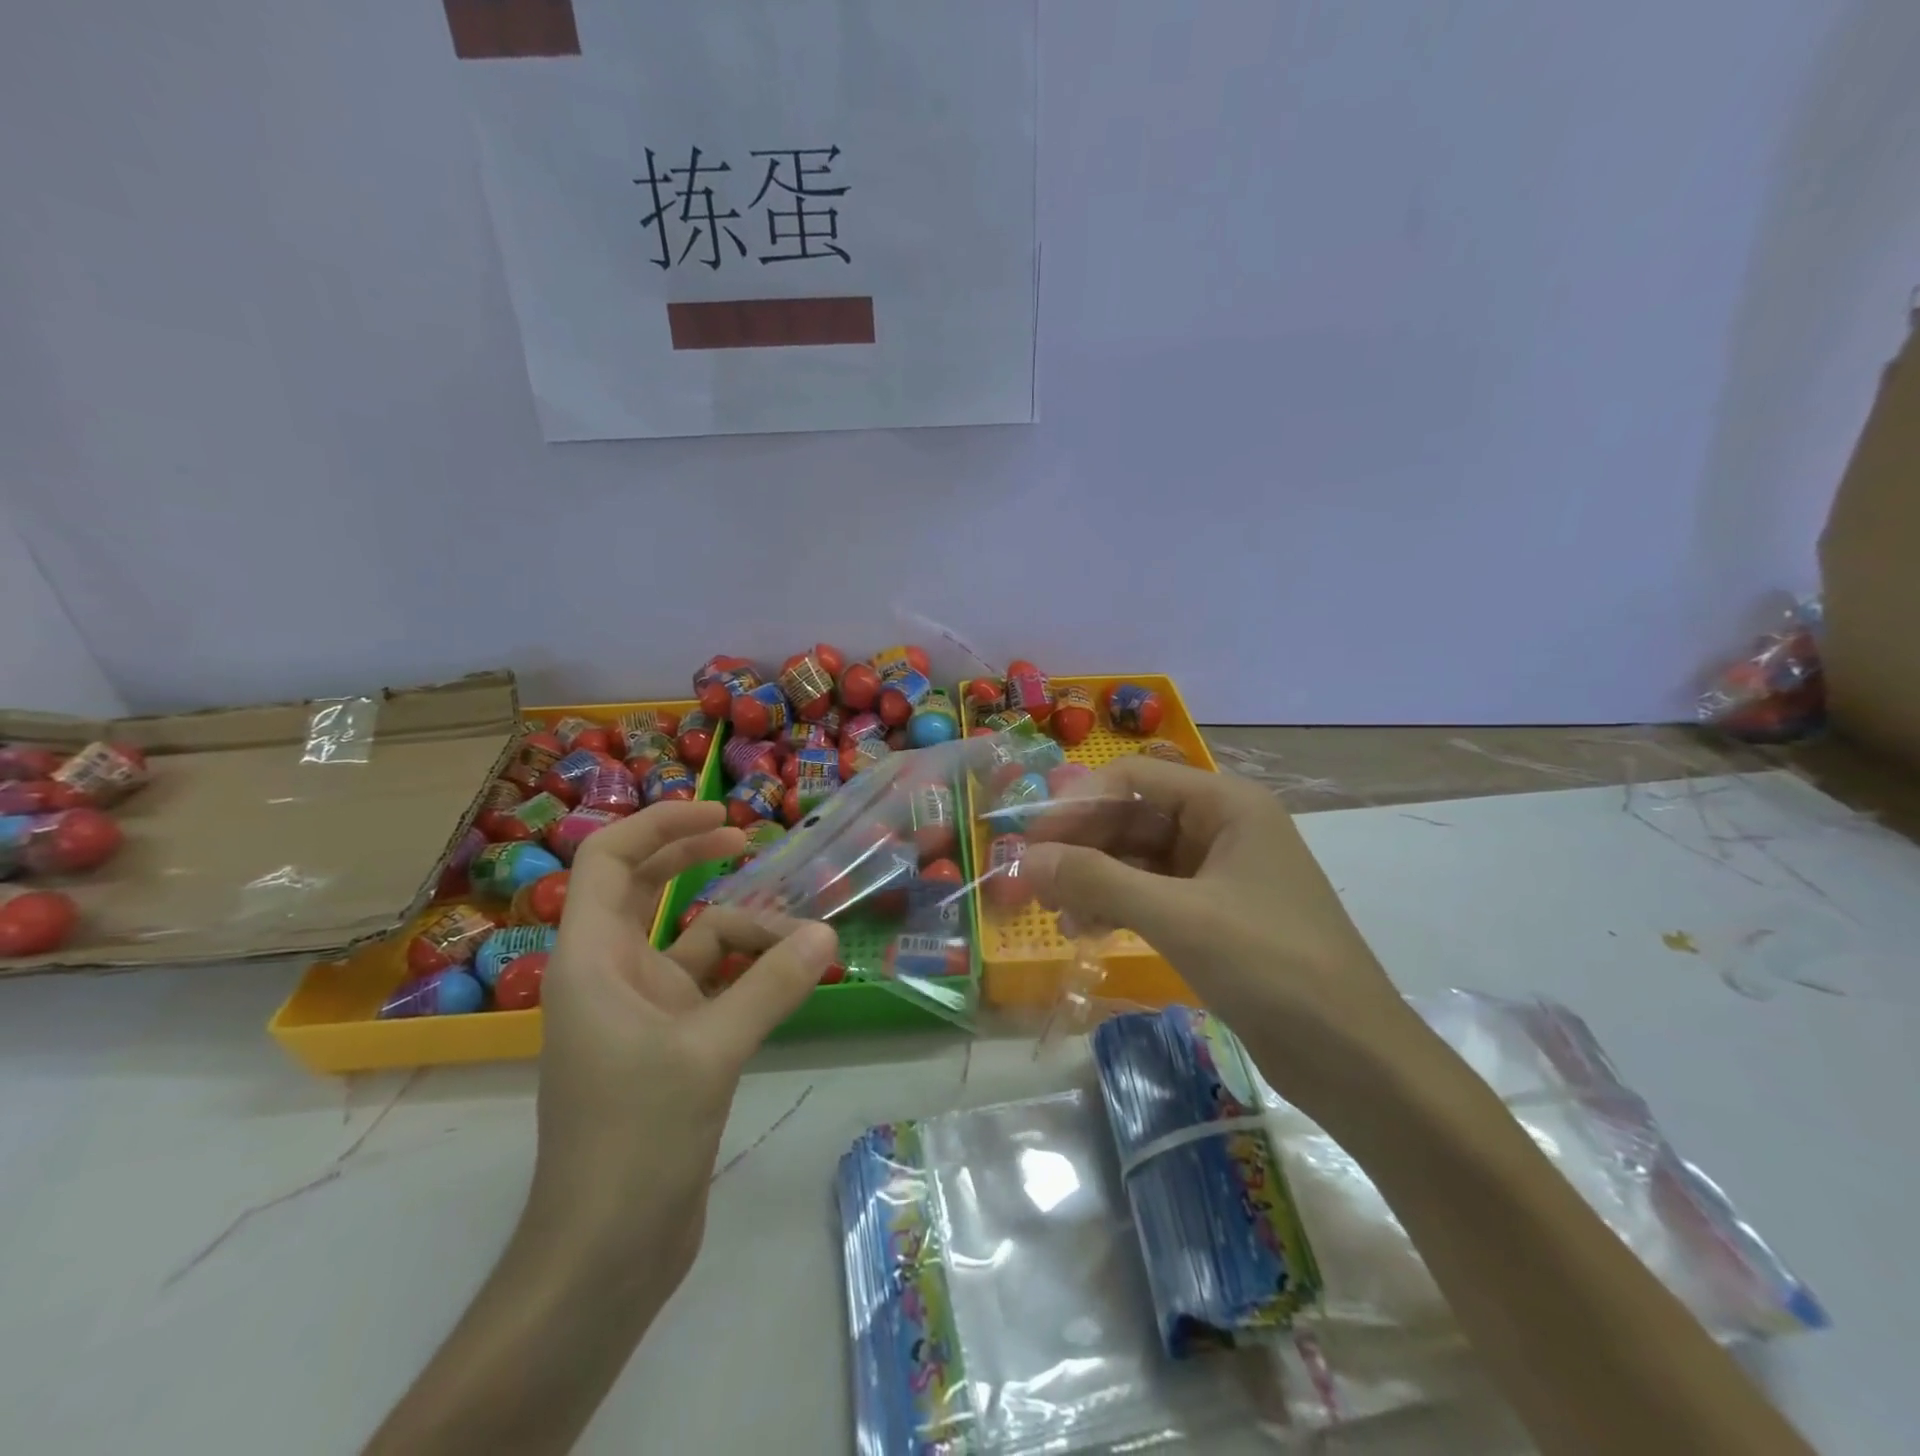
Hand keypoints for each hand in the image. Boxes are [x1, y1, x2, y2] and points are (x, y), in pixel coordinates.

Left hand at [531, 800, 838, 1297]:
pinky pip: (712, 983)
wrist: (606, 1251)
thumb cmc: (635, 1139)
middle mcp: (609, 973)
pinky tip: (791, 973)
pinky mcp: (669, 1041)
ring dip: (740, 928)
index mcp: (591, 960)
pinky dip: (748, 971)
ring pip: (690, 939)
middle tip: (750, 840)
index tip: (718, 814)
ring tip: (799, 934)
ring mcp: (639, 1009)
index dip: (658, 825)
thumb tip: (825, 932)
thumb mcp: (710, 1050)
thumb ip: (771, 985)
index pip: (607, 861)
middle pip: (643, 887)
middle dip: (694, 856)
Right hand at [1023, 758, 1409, 1111]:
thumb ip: (1097, 880)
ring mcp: (1221, 874)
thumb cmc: (1271, 966)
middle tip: (1031, 878)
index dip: (1079, 801)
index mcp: (1227, 804)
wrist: (1355, 1060)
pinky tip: (1084, 929)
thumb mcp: (1178, 917)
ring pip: (1139, 859)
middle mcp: (1224, 828)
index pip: (1136, 777)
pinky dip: (1118, 906)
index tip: (1032, 836)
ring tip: (1054, 912)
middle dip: (1082, 845)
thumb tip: (1028, 859)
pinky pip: (1154, 895)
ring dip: (1094, 878)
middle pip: (1134, 817)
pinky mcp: (1217, 916)